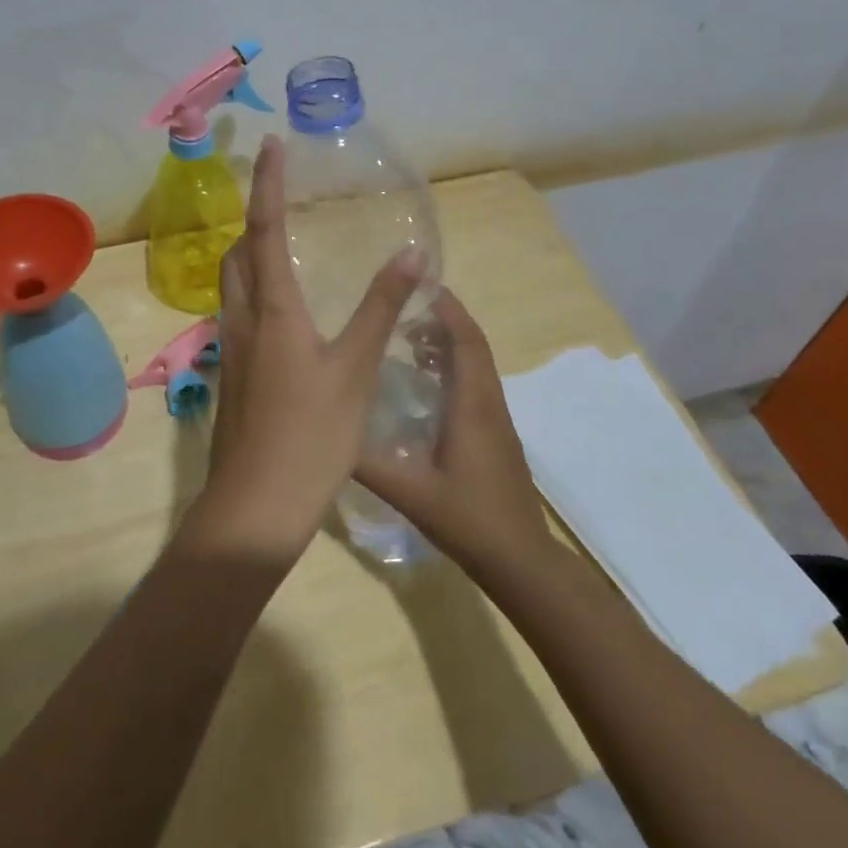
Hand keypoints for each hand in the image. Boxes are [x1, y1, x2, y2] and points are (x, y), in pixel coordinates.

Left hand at [183, 136, 422, 563]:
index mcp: (272, 309)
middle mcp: (242, 319)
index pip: (266, 229)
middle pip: (238, 254)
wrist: (256, 506)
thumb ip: (380, 308)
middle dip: (255, 220)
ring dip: (250, 256)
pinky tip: (282, 315)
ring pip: (232, 285)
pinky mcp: (231, 375)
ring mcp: (230, 349)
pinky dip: (255, 293)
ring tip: (283, 248)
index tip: (271, 146)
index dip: (268, 185)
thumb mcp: (356, 369)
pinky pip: (237, 315)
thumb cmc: (312, 435)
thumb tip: (411, 254)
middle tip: (281, 201)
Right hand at [353, 288, 554, 575]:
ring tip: (408, 338)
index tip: (420, 286)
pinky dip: (454, 368)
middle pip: (474, 346)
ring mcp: (498, 421)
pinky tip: (425, 384)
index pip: (467, 340)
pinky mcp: (497, 436)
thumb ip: (367, 461)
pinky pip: (477, 385)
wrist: (521, 561)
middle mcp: (489, 403)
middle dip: (444, 319)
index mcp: (473, 405)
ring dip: (449, 344)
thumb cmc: (468, 519)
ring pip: (477, 365)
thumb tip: (326, 432)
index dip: (447, 309)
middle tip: (404, 308)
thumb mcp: (409, 491)